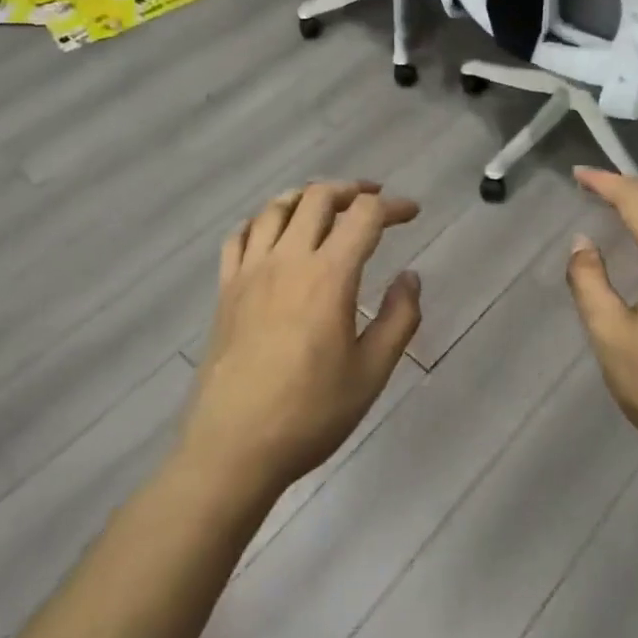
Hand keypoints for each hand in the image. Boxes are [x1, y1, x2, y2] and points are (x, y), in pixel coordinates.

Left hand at [179, 181, 421, 500]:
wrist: (233, 447)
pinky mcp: (225, 289)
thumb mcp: (371, 373)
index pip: (365, 217)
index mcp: (328, 276)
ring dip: (306, 197)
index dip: (392, 206)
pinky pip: (239, 236)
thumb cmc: (310, 414)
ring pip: (276, 208)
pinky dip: (261, 221)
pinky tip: (272, 233)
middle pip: (318, 197)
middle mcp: (288, 260)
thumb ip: (399, 319)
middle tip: (373, 200)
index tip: (411, 212)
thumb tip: (410, 277)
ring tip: (325, 206)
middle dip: (351, 190)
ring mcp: (250, 271)